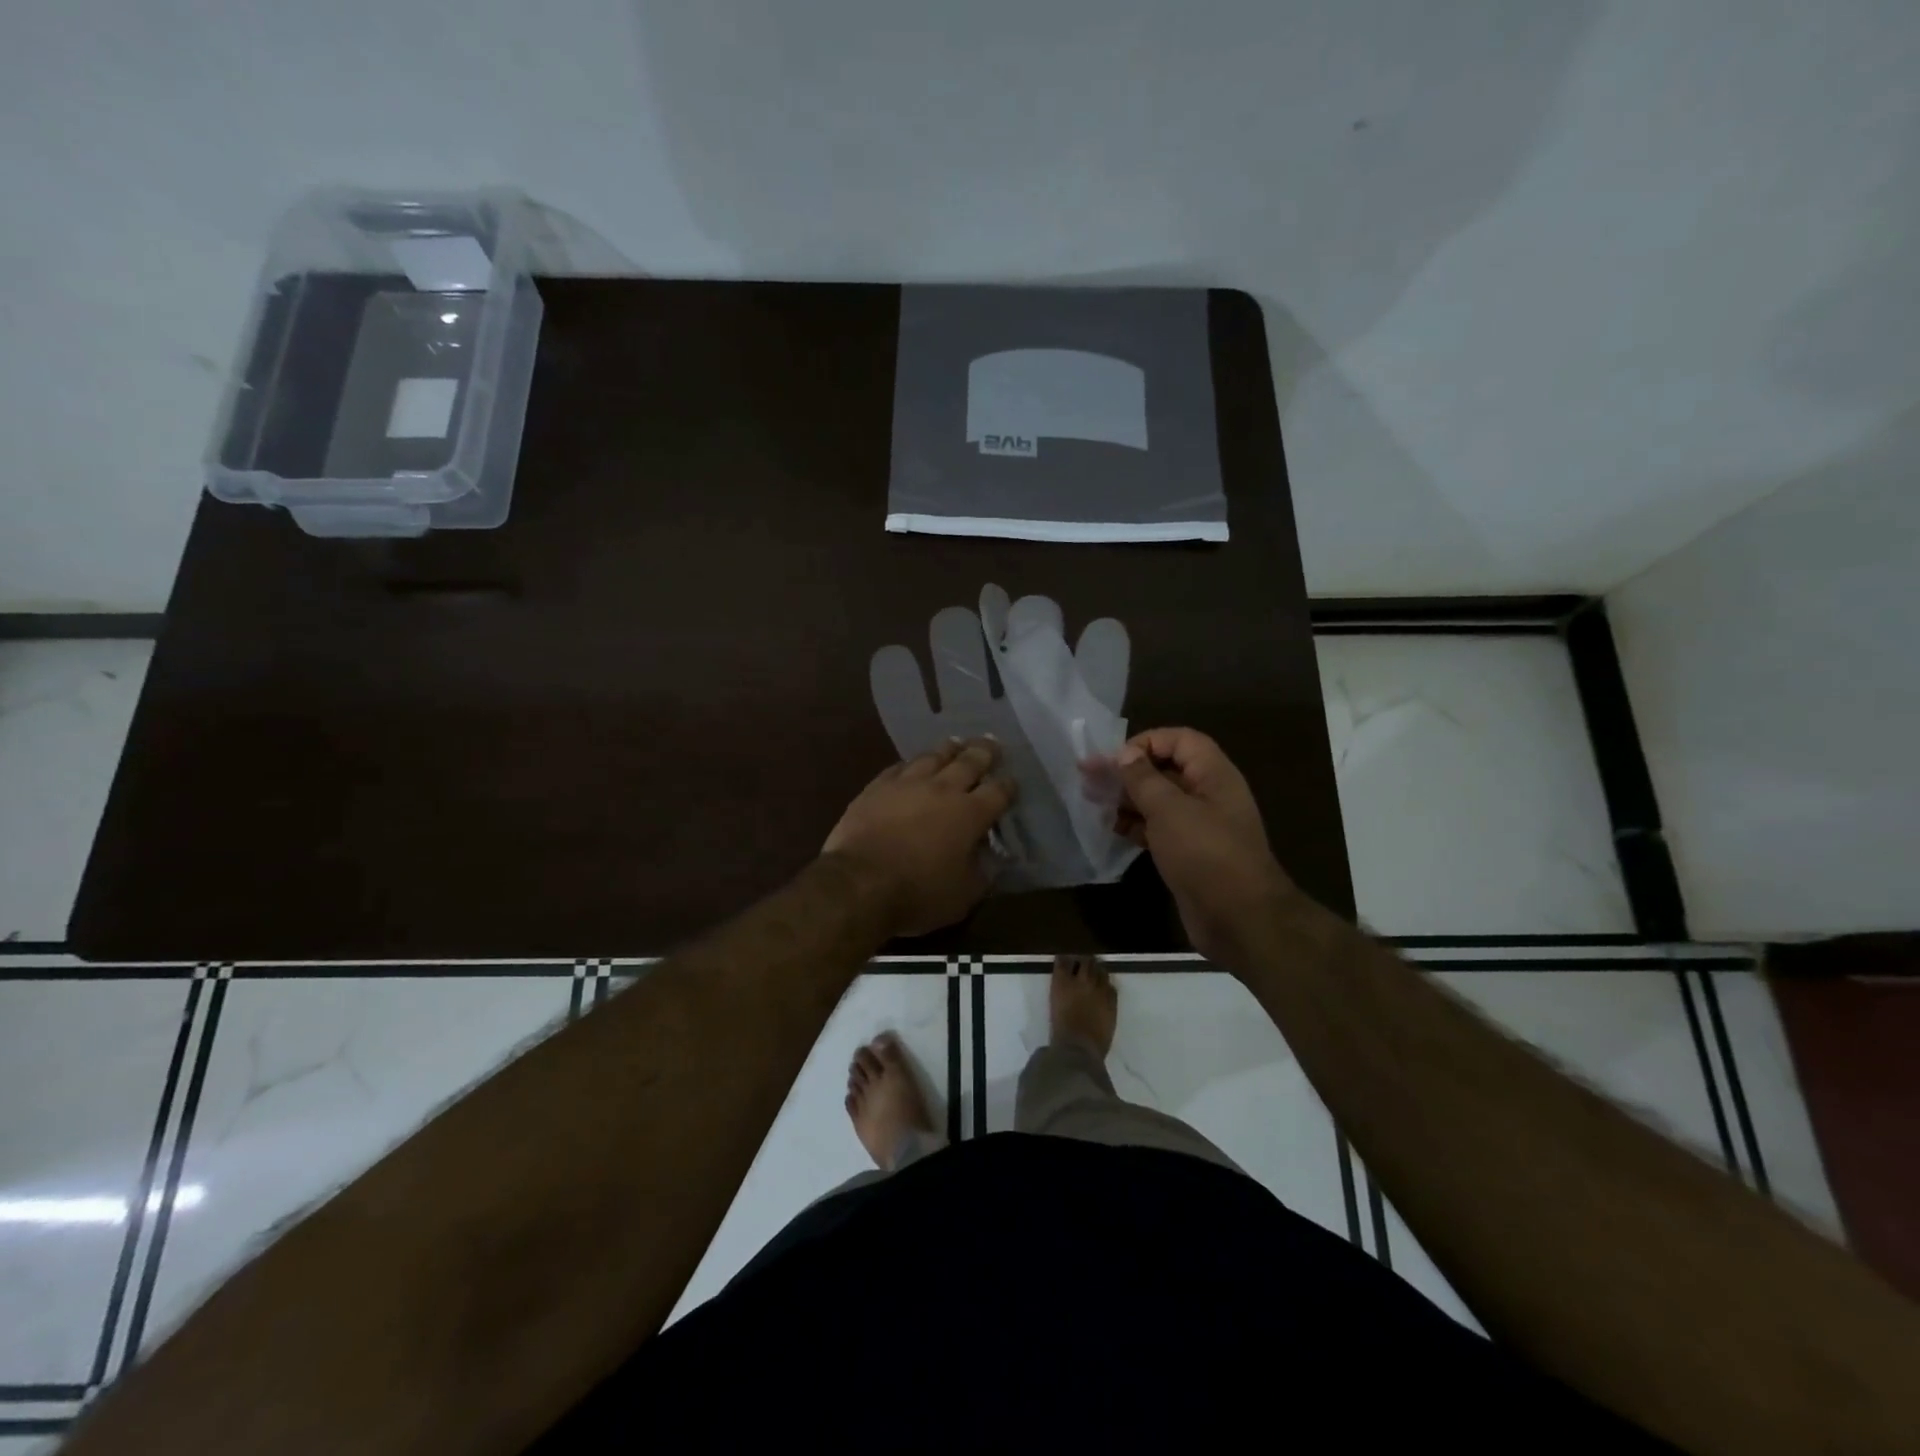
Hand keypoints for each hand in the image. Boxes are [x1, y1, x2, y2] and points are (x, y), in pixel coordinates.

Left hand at [823, 739, 1016, 937]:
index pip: (998, 792)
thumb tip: (992, 856)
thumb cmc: (918, 893)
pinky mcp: (877, 787)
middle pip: (969, 762)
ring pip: (933, 757)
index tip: (1012, 782)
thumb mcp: (964, 895)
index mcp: (970, 814)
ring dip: (949, 749)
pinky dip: (912, 764)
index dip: (1008, 786)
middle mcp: (943, 790)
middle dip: (984, 752)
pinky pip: (899, 767)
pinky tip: (912, 764)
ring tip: (956, 743)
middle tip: (992, 743)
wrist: (859, 883)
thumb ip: (982, 871)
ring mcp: (907, 784)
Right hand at [1107, 728, 1293, 965]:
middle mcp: (1209, 795)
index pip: (1180, 740)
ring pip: (1160, 801)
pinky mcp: (1190, 854)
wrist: (1239, 919)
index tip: (1115, 760)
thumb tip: (1125, 754)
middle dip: (1128, 772)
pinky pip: (1160, 829)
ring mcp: (1200, 826)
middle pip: (1166, 770)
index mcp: (1213, 775)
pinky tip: (1114, 830)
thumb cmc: (1205, 854)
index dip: (1147, 742)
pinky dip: (1137, 826)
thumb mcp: (1169, 810)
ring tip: (1095, 804)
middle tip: (1090, 781)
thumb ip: (1143, 778)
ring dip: (1128, 800)